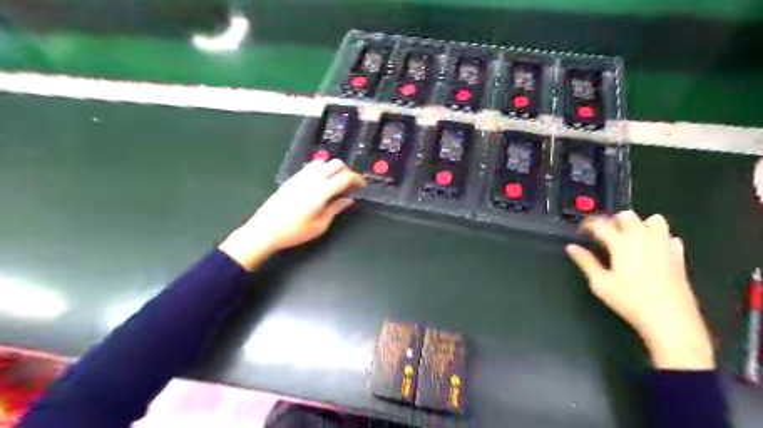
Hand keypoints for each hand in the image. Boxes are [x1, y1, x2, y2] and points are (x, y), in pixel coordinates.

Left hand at [220, 161, 364, 271]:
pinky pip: (311, 166)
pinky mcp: (292, 178)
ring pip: (323, 162)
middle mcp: (312, 179)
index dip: (357, 179)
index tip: (361, 186)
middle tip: (350, 186)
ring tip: (335, 184)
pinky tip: (321, 183)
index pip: (344, 177)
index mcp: (321, 191)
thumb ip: (335, 209)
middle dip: (347, 172)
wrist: (265, 230)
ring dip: (333, 169)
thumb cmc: (295, 231)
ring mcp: (301, 177)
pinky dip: (321, 170)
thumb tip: (347, 200)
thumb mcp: (320, 225)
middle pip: (335, 164)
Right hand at [565, 212, 716, 369]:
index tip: (583, 229)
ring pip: (654, 221)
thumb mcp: (600, 283)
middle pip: (629, 217)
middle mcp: (643, 239)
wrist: (669, 318)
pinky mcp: (678, 256)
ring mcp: (663, 246)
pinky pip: (670, 237)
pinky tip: (654, 249)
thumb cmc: (629, 300)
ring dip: (640, 224)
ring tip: (631, 237)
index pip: (602, 225)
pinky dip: (660, 238)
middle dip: (615, 220)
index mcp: (621, 244)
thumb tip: (571, 247)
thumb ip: (585, 262)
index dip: (590, 224)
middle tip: (606, 233)